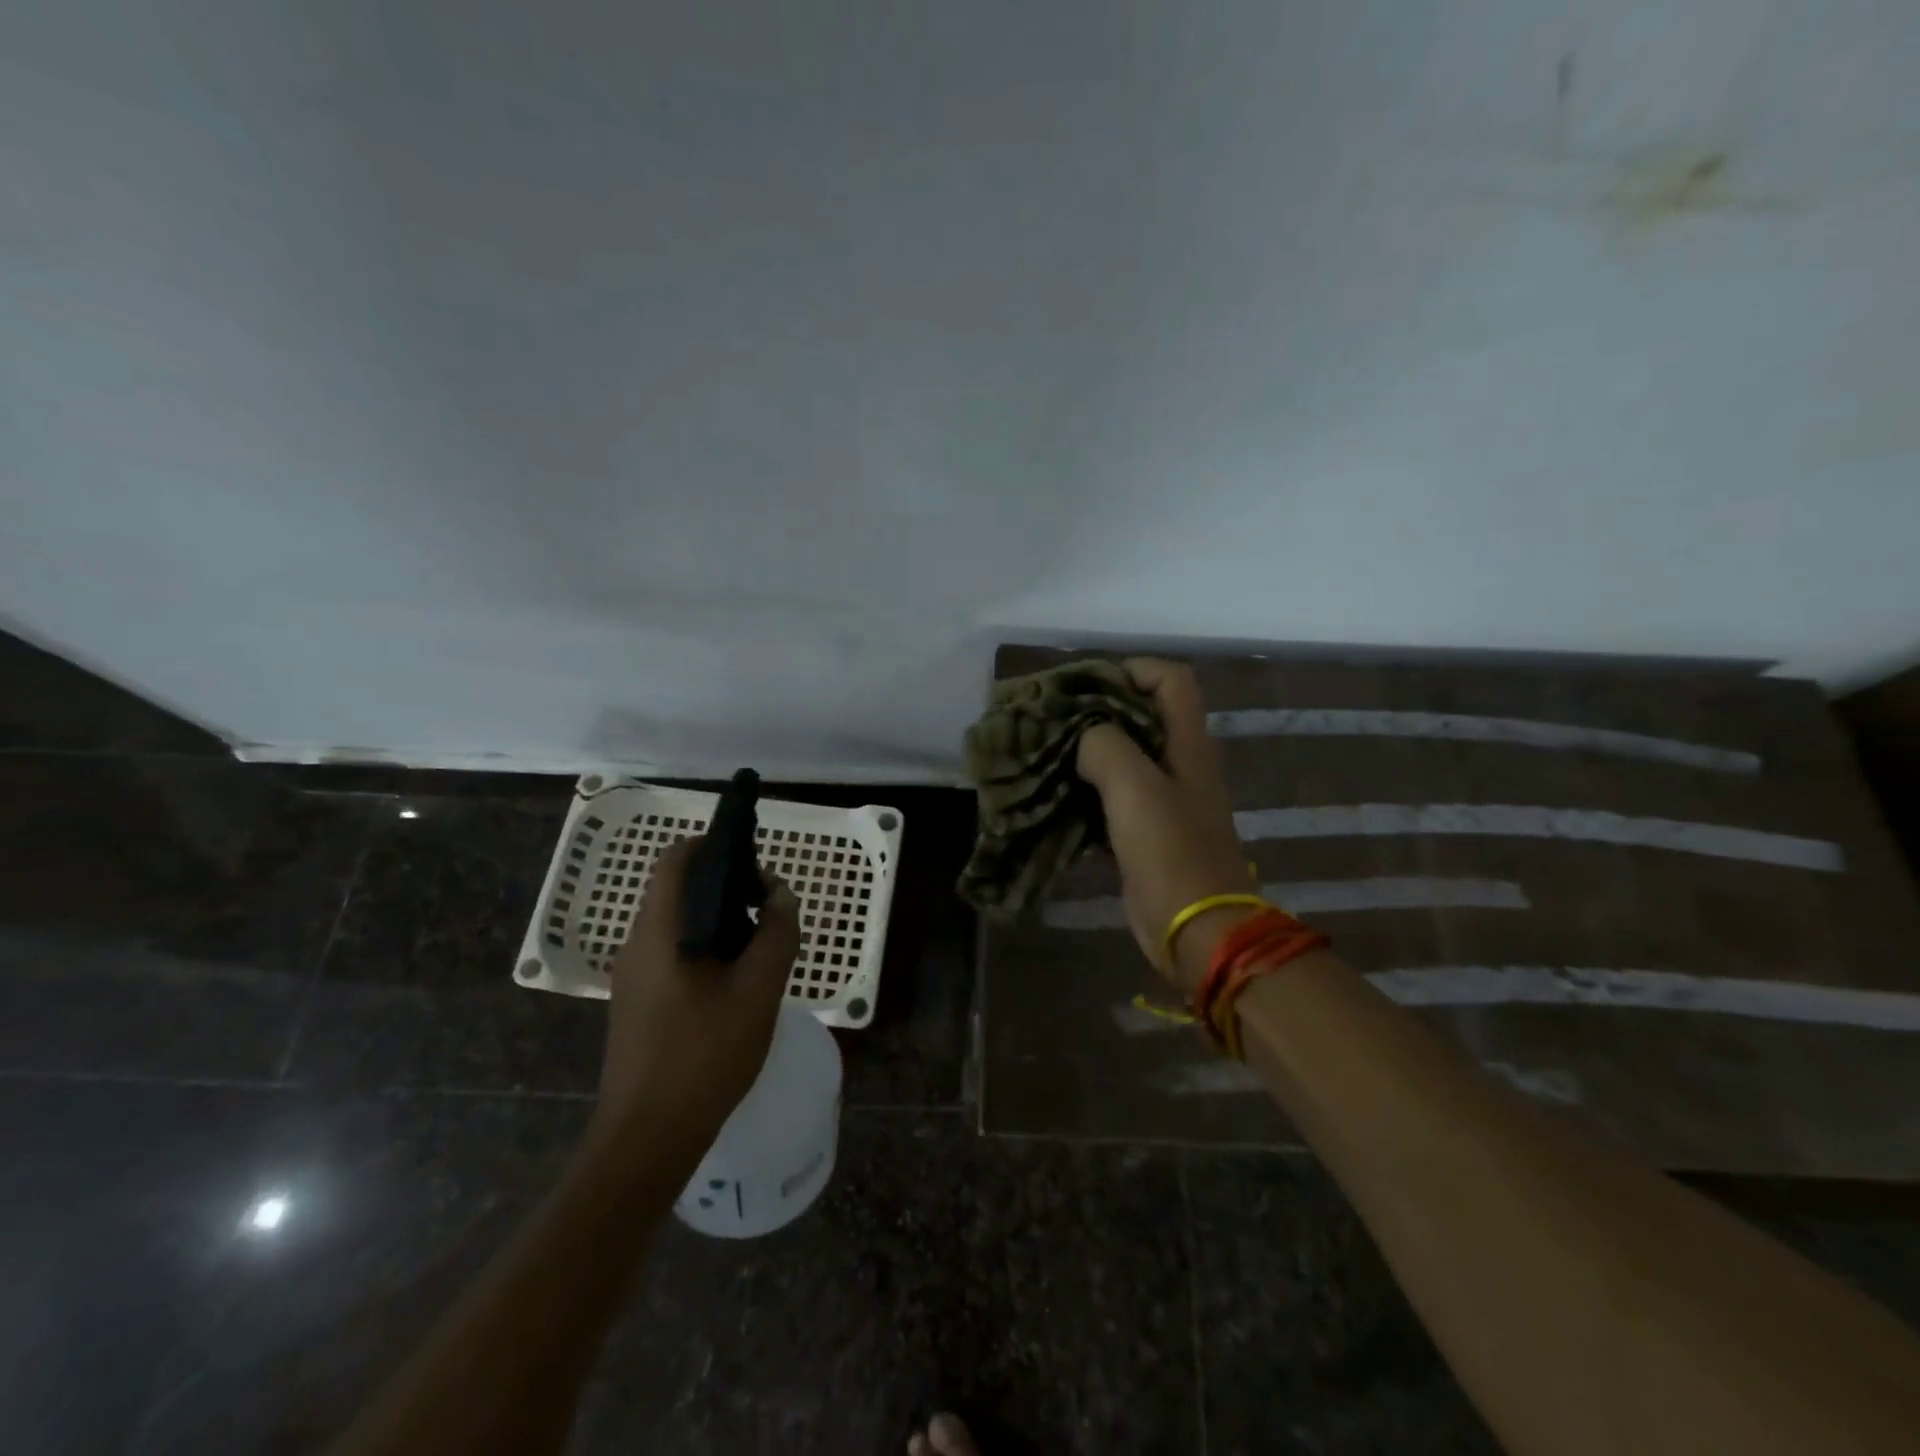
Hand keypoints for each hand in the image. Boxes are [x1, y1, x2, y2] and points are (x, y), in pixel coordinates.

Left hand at [592, 836, 801, 1147]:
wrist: (647, 1137)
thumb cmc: (704, 1054)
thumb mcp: (758, 990)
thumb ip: (777, 933)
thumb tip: (781, 895)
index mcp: (660, 929)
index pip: (677, 858)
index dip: (714, 844)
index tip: (753, 862)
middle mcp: (639, 943)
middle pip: (679, 888)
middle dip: (726, 885)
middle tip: (768, 909)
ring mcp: (634, 975)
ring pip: (679, 923)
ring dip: (720, 919)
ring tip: (760, 945)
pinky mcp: (638, 1002)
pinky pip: (674, 953)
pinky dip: (707, 947)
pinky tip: (736, 983)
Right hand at [1075, 658, 1252, 991]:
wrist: (1196, 929)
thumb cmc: (1170, 851)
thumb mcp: (1135, 787)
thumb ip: (1105, 746)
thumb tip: (1083, 738)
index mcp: (1188, 744)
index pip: (1172, 680)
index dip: (1132, 670)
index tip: (1086, 686)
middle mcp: (1180, 764)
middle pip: (1143, 716)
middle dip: (1098, 710)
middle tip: (1052, 718)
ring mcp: (1165, 801)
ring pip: (1124, 758)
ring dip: (1088, 752)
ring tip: (1044, 752)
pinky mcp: (1146, 833)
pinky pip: (1113, 798)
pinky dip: (1086, 790)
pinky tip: (1055, 794)